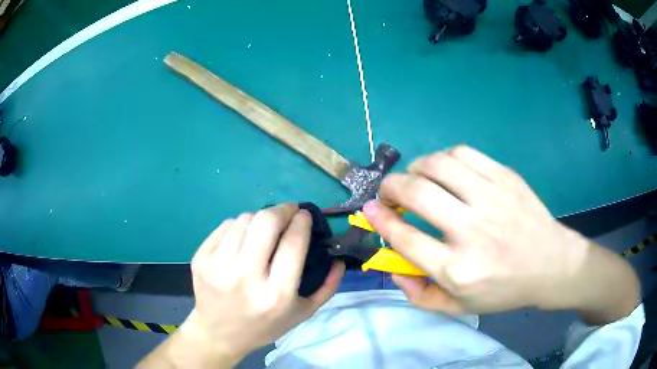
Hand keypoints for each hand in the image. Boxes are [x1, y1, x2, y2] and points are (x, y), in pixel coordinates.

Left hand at [141, 204, 343, 367]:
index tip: (304, 215)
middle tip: (288, 212)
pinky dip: (239, 226)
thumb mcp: (302, 314)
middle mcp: (244, 278)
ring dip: (260, 218)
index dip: (302, 221)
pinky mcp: (201, 259)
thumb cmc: (264, 326)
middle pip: (266, 222)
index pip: (293, 243)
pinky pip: (225, 226)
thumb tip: (339, 259)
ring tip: (265, 228)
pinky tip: (243, 239)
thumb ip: (327, 287)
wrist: (219, 333)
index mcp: (275, 295)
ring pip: (244, 219)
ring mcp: (217, 266)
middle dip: (282, 209)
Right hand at [364, 146, 638, 321]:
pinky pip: (463, 153)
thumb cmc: (504, 289)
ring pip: (439, 165)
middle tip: (388, 192)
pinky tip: (444, 169)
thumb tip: (392, 268)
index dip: (380, 220)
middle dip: (391, 188)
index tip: (369, 209)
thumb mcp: (460, 307)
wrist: (551, 264)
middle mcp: (472, 231)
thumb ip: (420, 295)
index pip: (405, 238)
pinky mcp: (505, 177)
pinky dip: (443, 157)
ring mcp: (491, 198)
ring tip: (415, 178)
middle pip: (417, 194)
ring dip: (415, 168)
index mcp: (458, 269)